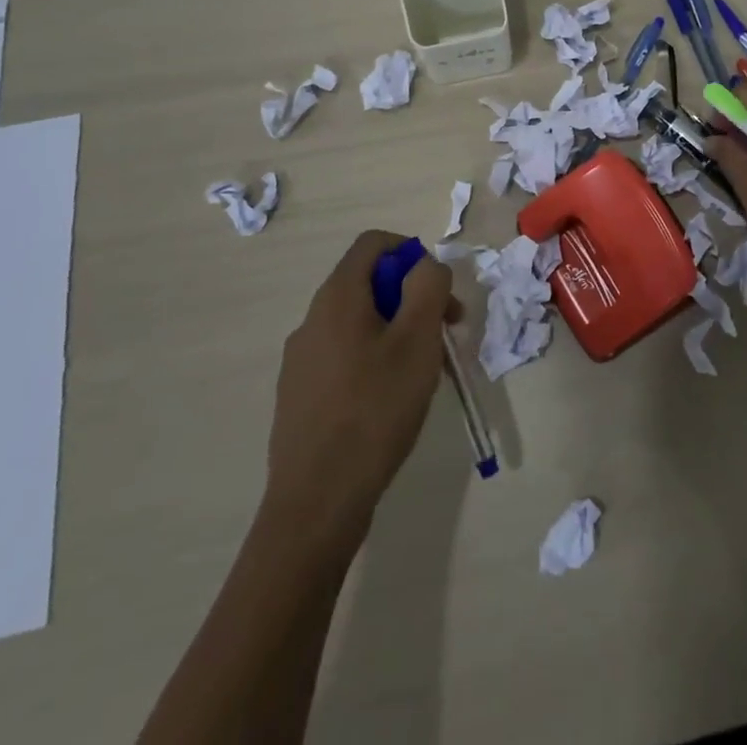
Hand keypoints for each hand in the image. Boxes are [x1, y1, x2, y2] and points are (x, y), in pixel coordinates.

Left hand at [262, 230, 454, 539]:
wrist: (316, 504)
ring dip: (398, 329)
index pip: (373, 244)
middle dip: (413, 296)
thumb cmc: (374, 410)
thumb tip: (426, 266)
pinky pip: (345, 355)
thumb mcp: (418, 340)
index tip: (438, 290)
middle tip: (446, 331)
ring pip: (359, 322)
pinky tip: (392, 400)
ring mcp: (301, 360)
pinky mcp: (300, 395)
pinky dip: (376, 358)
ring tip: (425, 370)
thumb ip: (428, 286)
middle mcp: (312, 320)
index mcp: (337, 298)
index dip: (412, 253)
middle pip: (369, 283)